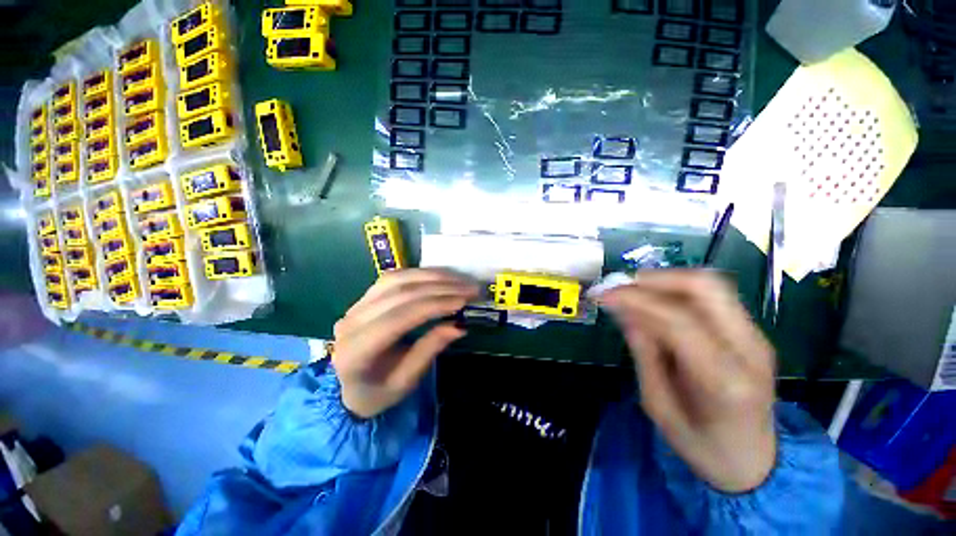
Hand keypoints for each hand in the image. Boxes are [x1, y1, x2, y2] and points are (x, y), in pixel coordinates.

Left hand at [332, 269, 478, 418]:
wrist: (348, 388)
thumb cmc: (377, 392)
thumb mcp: (405, 381)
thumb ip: (429, 350)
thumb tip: (460, 326)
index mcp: (356, 350)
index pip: (399, 317)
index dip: (434, 305)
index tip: (464, 300)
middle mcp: (352, 320)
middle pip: (400, 293)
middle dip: (440, 287)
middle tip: (470, 288)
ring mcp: (356, 305)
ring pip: (397, 279)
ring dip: (432, 276)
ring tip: (460, 279)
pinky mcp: (365, 297)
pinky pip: (394, 277)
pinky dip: (420, 274)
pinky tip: (440, 276)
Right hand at [597, 270, 776, 492]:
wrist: (753, 459)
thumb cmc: (701, 444)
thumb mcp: (659, 405)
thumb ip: (644, 354)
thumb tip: (623, 311)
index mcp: (725, 380)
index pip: (680, 320)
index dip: (636, 300)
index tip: (604, 295)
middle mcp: (749, 349)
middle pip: (705, 288)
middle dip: (655, 279)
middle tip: (620, 286)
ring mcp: (755, 337)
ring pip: (710, 285)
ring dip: (665, 280)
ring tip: (632, 291)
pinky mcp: (751, 332)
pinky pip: (711, 296)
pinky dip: (676, 290)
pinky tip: (654, 301)